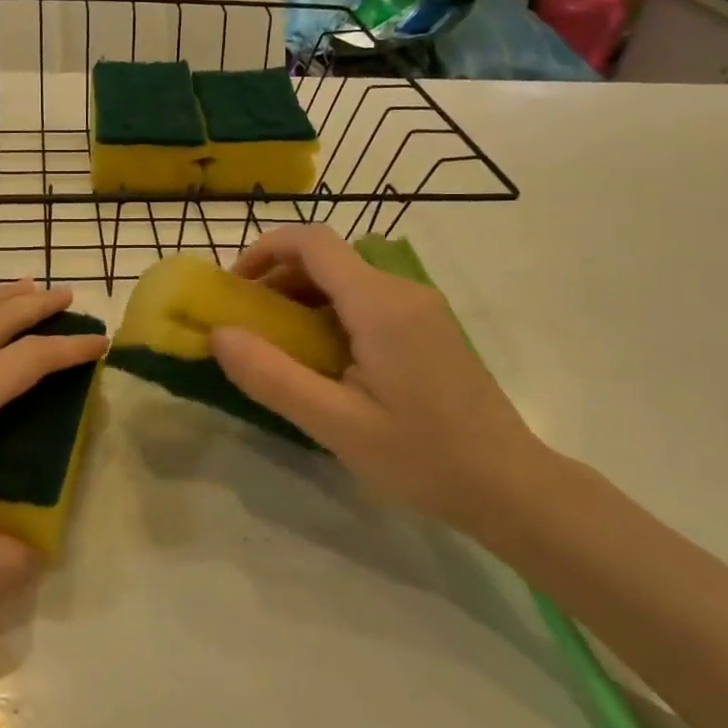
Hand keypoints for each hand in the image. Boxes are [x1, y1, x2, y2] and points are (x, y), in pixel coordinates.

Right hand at [209, 226, 549, 534]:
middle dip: (277, 280)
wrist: (509, 486)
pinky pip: (366, 302)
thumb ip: (272, 377)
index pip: (312, 242)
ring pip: (346, 280)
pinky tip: (321, 360)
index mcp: (380, 304)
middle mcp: (402, 291)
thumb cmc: (422, 456)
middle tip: (247, 327)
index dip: (264, 250)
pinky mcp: (428, 328)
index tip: (232, 288)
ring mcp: (420, 308)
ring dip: (302, 299)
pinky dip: (329, 314)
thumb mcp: (335, 424)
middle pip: (327, 259)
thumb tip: (218, 335)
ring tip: (277, 347)